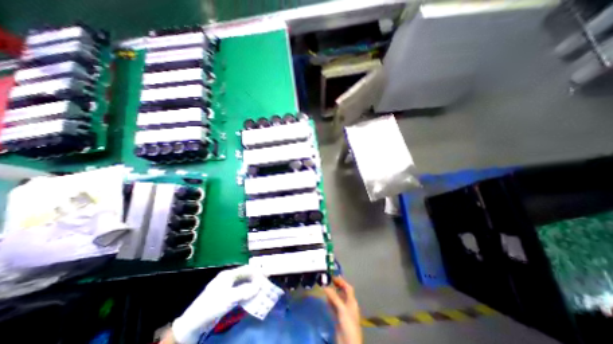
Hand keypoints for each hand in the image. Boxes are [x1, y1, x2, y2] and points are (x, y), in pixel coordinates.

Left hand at [170, 265, 262, 342]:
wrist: (192, 324)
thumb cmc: (211, 306)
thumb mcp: (229, 298)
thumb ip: (246, 291)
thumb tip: (259, 286)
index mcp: (228, 275)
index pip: (246, 269)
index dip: (257, 272)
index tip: (266, 275)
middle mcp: (228, 278)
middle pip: (245, 275)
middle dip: (255, 279)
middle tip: (265, 283)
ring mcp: (226, 287)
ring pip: (243, 284)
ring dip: (252, 286)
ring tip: (261, 290)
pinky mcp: (225, 296)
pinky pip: (239, 291)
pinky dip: (246, 293)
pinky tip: (251, 297)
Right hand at [322, 277, 359, 343]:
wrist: (348, 343)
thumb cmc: (348, 323)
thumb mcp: (342, 308)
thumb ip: (334, 297)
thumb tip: (325, 285)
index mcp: (352, 301)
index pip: (348, 288)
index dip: (342, 281)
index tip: (334, 276)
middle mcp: (348, 305)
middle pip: (342, 292)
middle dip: (336, 286)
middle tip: (328, 281)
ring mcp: (343, 312)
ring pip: (337, 299)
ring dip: (332, 293)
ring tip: (325, 287)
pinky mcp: (338, 318)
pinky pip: (334, 307)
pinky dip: (330, 302)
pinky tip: (326, 299)